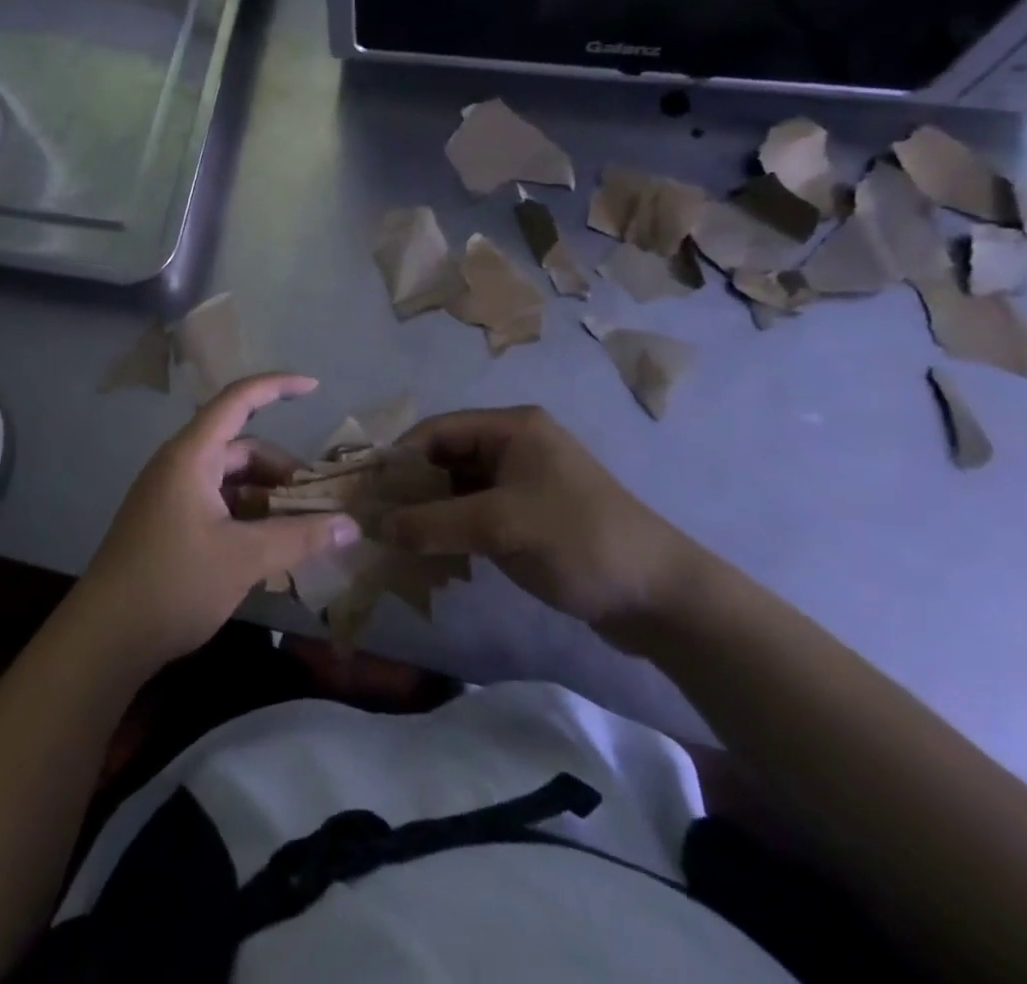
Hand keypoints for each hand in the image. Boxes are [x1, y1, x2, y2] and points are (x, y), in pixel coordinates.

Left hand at [76, 373, 360, 671]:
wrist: (104, 637)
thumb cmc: (173, 584)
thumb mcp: (244, 559)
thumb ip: (300, 537)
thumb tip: (352, 525)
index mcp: (191, 455)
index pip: (237, 400)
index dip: (276, 386)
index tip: (315, 387)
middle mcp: (179, 465)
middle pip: (240, 447)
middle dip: (281, 469)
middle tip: (318, 502)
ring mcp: (171, 494)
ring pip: (230, 479)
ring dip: (266, 496)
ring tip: (301, 529)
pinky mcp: (168, 522)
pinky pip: (217, 502)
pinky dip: (246, 515)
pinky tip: (270, 547)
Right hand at [383, 406, 707, 642]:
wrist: (661, 598)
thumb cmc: (578, 541)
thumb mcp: (499, 528)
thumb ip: (432, 523)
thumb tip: (374, 526)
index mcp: (512, 428)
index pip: (437, 430)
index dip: (398, 457)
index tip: (365, 489)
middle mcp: (515, 445)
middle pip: (445, 457)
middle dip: (411, 487)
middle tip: (376, 519)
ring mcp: (524, 480)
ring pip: (458, 487)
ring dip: (430, 511)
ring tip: (397, 540)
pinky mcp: (530, 514)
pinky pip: (477, 511)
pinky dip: (453, 528)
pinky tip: (433, 553)